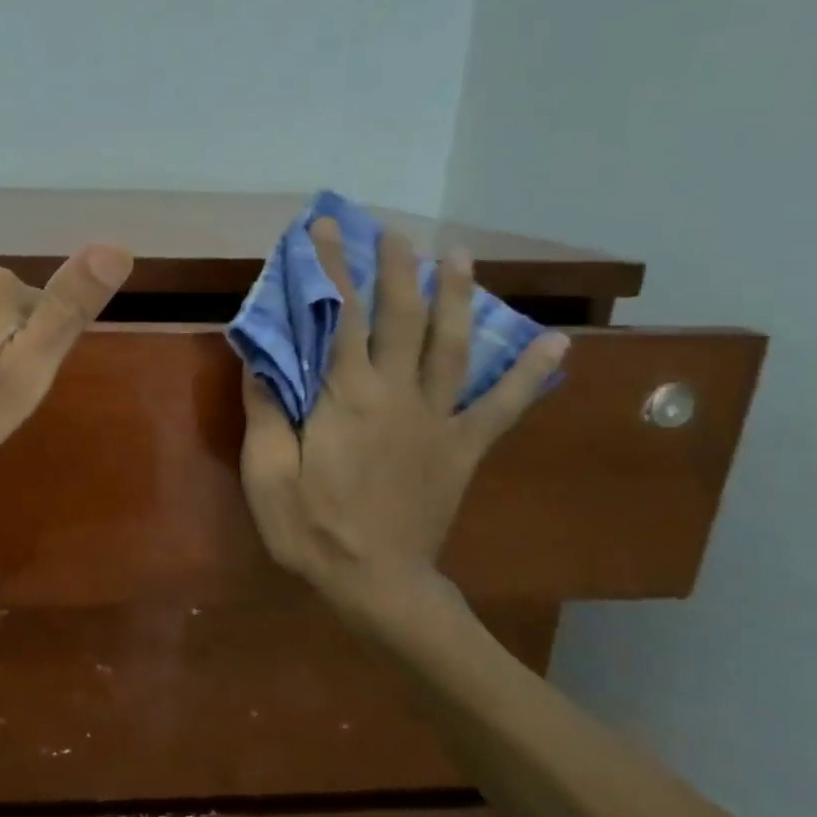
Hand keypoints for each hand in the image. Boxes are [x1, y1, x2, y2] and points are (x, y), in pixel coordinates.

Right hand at [239, 217, 568, 609]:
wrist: (377, 585)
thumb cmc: (311, 529)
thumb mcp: (267, 473)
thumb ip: (267, 410)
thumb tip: (259, 356)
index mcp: (346, 397)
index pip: (337, 317)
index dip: (331, 269)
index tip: (325, 230)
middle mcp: (397, 394)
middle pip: (400, 318)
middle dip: (396, 268)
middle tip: (394, 231)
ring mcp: (437, 419)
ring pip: (452, 346)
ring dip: (457, 297)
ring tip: (461, 257)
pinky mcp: (462, 447)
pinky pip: (501, 406)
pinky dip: (528, 375)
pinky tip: (556, 345)